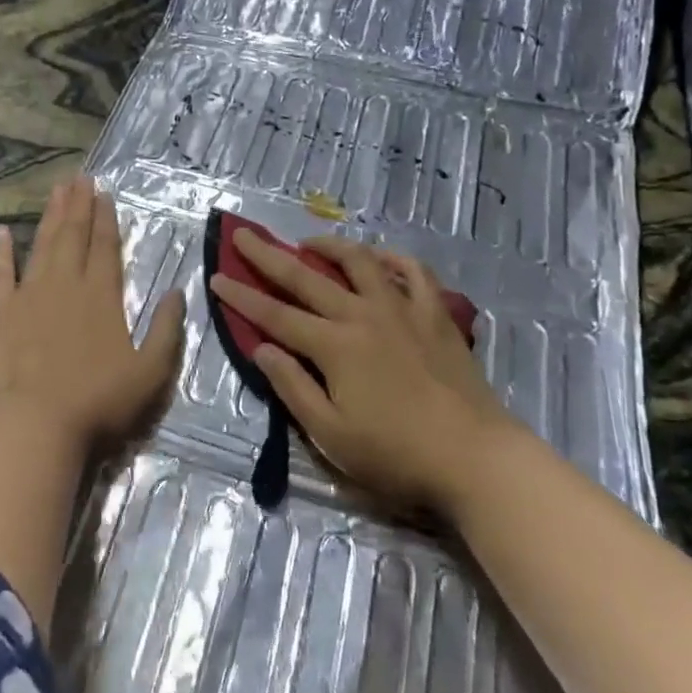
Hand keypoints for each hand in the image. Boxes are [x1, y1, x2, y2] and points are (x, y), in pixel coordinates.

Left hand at [0, 176, 184, 453]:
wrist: (34, 424)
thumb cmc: (98, 400)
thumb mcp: (151, 371)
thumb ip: (166, 329)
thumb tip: (176, 291)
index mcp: (102, 295)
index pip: (105, 246)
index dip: (106, 218)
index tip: (104, 192)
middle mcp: (65, 284)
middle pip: (73, 236)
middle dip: (79, 205)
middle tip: (80, 177)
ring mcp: (28, 295)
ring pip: (42, 245)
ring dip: (50, 217)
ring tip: (56, 190)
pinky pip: (0, 274)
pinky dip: (2, 252)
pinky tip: (3, 232)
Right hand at [208, 230, 516, 513]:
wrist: (475, 457)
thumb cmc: (396, 455)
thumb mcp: (331, 435)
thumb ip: (293, 387)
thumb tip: (262, 348)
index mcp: (334, 346)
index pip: (275, 315)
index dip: (242, 297)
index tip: (216, 277)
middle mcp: (363, 315)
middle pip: (306, 277)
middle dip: (269, 256)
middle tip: (243, 235)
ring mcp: (402, 309)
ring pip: (360, 261)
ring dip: (329, 246)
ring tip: (309, 242)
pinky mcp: (435, 314)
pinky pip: (414, 272)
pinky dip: (393, 258)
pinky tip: (380, 257)